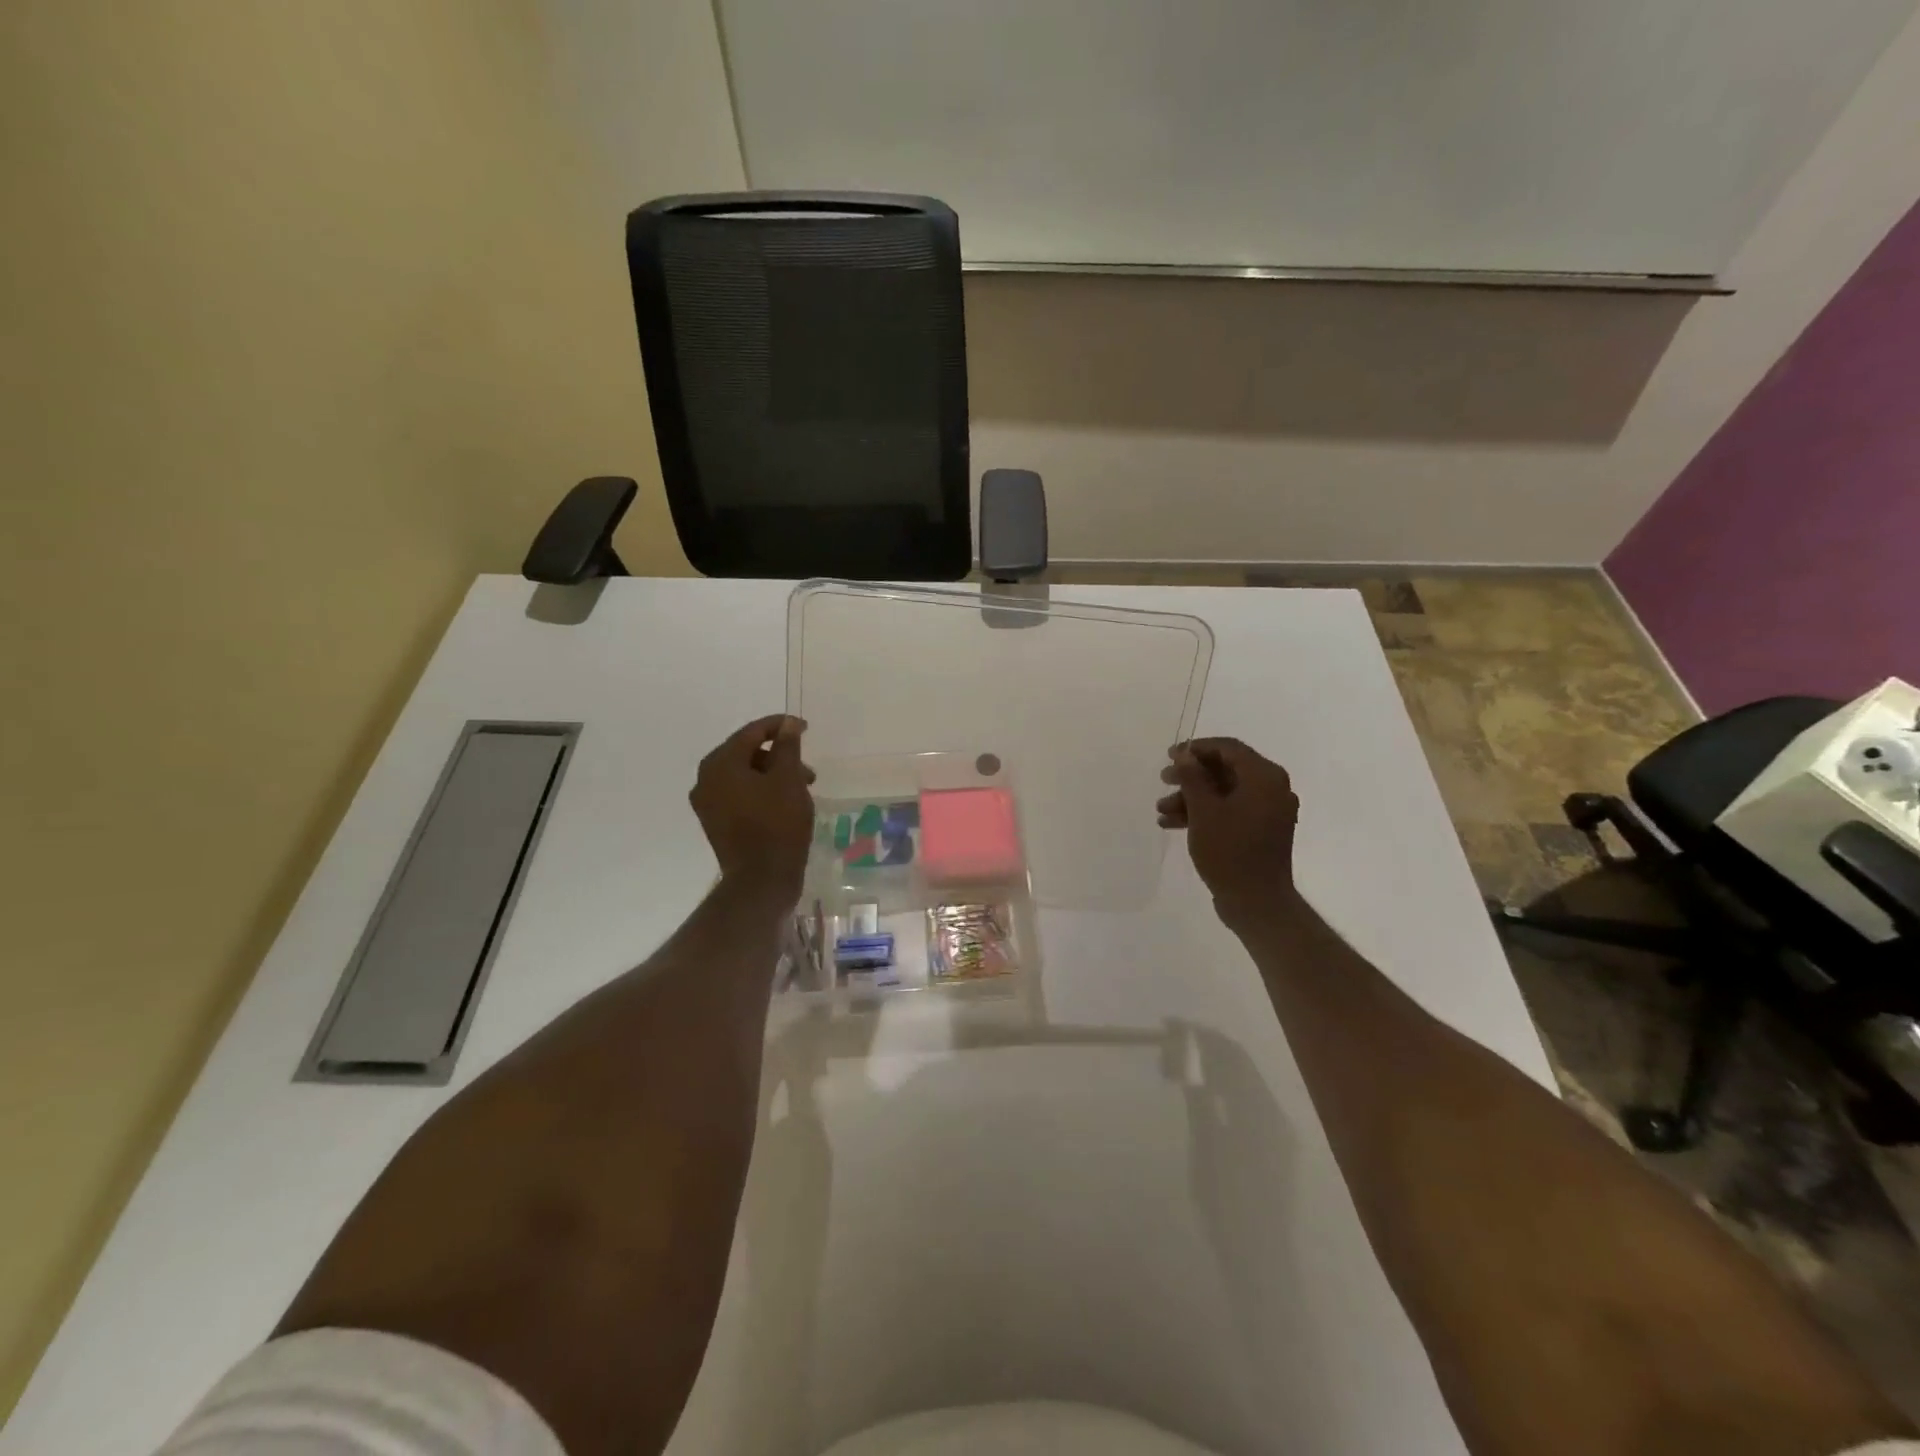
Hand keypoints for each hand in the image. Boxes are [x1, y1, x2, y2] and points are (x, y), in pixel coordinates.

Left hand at [690, 715, 814, 896]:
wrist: (761, 880)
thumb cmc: (778, 824)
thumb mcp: (788, 779)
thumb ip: (788, 746)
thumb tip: (788, 724)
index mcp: (720, 763)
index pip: (752, 732)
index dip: (781, 726)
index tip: (805, 727)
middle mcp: (706, 779)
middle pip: (746, 753)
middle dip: (779, 756)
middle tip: (807, 769)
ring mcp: (708, 803)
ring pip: (744, 775)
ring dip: (773, 775)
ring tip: (802, 790)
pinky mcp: (716, 822)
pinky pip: (739, 795)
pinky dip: (761, 791)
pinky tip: (785, 803)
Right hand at [1157, 737, 1299, 921]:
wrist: (1256, 902)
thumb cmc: (1230, 851)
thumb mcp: (1204, 811)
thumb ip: (1192, 777)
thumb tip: (1184, 754)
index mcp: (1264, 777)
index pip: (1229, 748)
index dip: (1196, 748)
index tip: (1169, 755)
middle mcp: (1272, 789)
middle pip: (1226, 770)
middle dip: (1191, 776)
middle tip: (1163, 779)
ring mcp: (1268, 811)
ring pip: (1225, 792)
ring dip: (1192, 798)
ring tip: (1161, 809)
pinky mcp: (1260, 831)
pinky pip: (1231, 811)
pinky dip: (1205, 813)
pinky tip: (1173, 824)